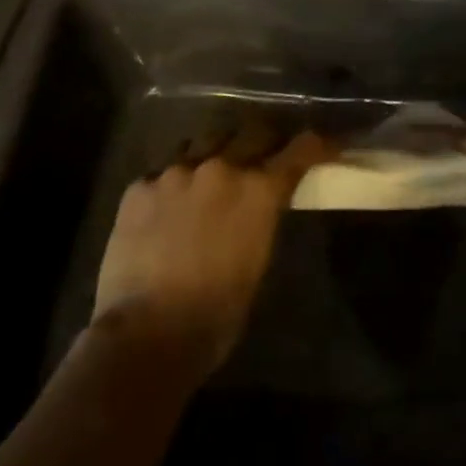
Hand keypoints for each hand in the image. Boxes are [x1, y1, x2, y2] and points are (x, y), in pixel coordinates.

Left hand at [90, 125, 332, 386]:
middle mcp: (221, 168)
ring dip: (217, 152)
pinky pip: (164, 170)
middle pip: (252, 132)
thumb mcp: (259, 259)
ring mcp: (176, 172)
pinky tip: (169, 205)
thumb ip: (262, 217)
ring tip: (213, 173)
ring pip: (205, 141)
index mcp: (259, 189)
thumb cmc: (217, 312)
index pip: (300, 149)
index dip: (317, 145)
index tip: (325, 145)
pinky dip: (175, 182)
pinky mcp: (139, 187)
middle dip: (265, 140)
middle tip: (265, 155)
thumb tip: (260, 205)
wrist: (147, 333)